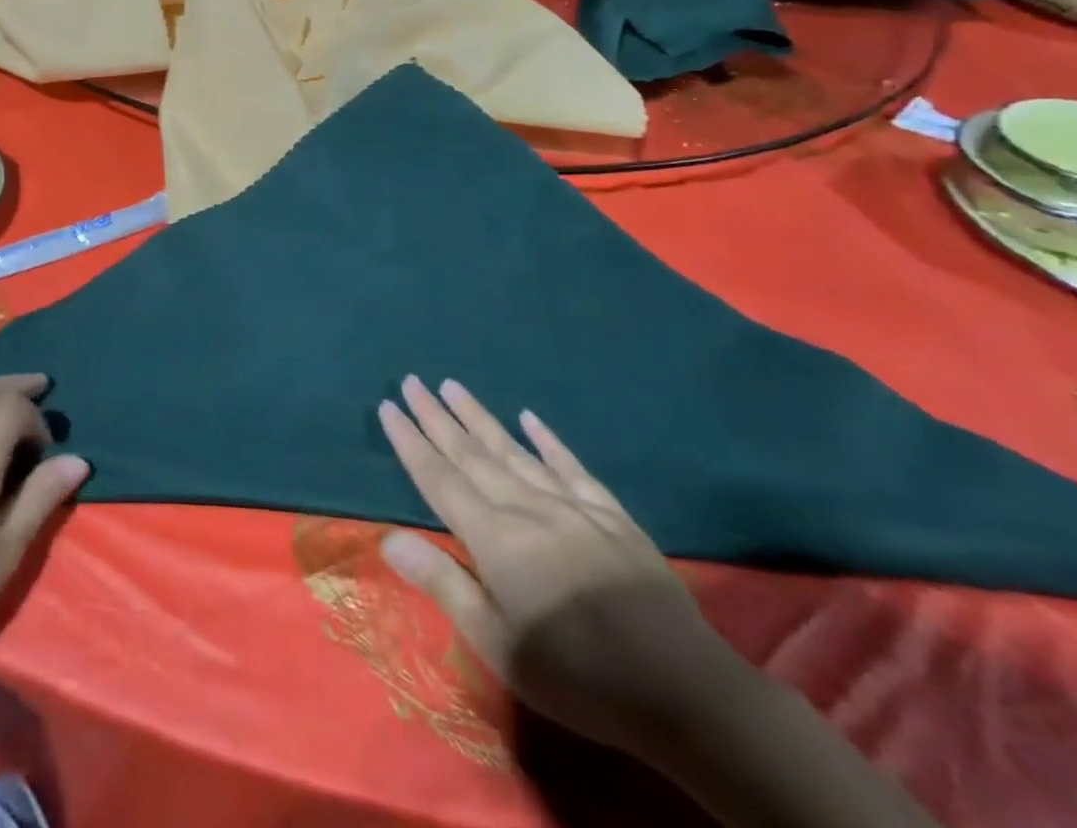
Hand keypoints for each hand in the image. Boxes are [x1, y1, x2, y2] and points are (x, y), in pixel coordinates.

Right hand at [378, 375, 752, 757]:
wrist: (688, 695)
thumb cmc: (580, 678)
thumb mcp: (499, 645)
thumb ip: (443, 585)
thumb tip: (389, 537)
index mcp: (496, 539)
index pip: (440, 478)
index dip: (410, 442)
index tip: (388, 407)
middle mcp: (528, 509)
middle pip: (471, 454)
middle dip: (436, 417)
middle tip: (412, 381)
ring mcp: (573, 507)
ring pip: (513, 450)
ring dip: (479, 417)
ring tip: (452, 386)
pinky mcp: (612, 516)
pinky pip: (571, 467)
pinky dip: (547, 439)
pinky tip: (530, 418)